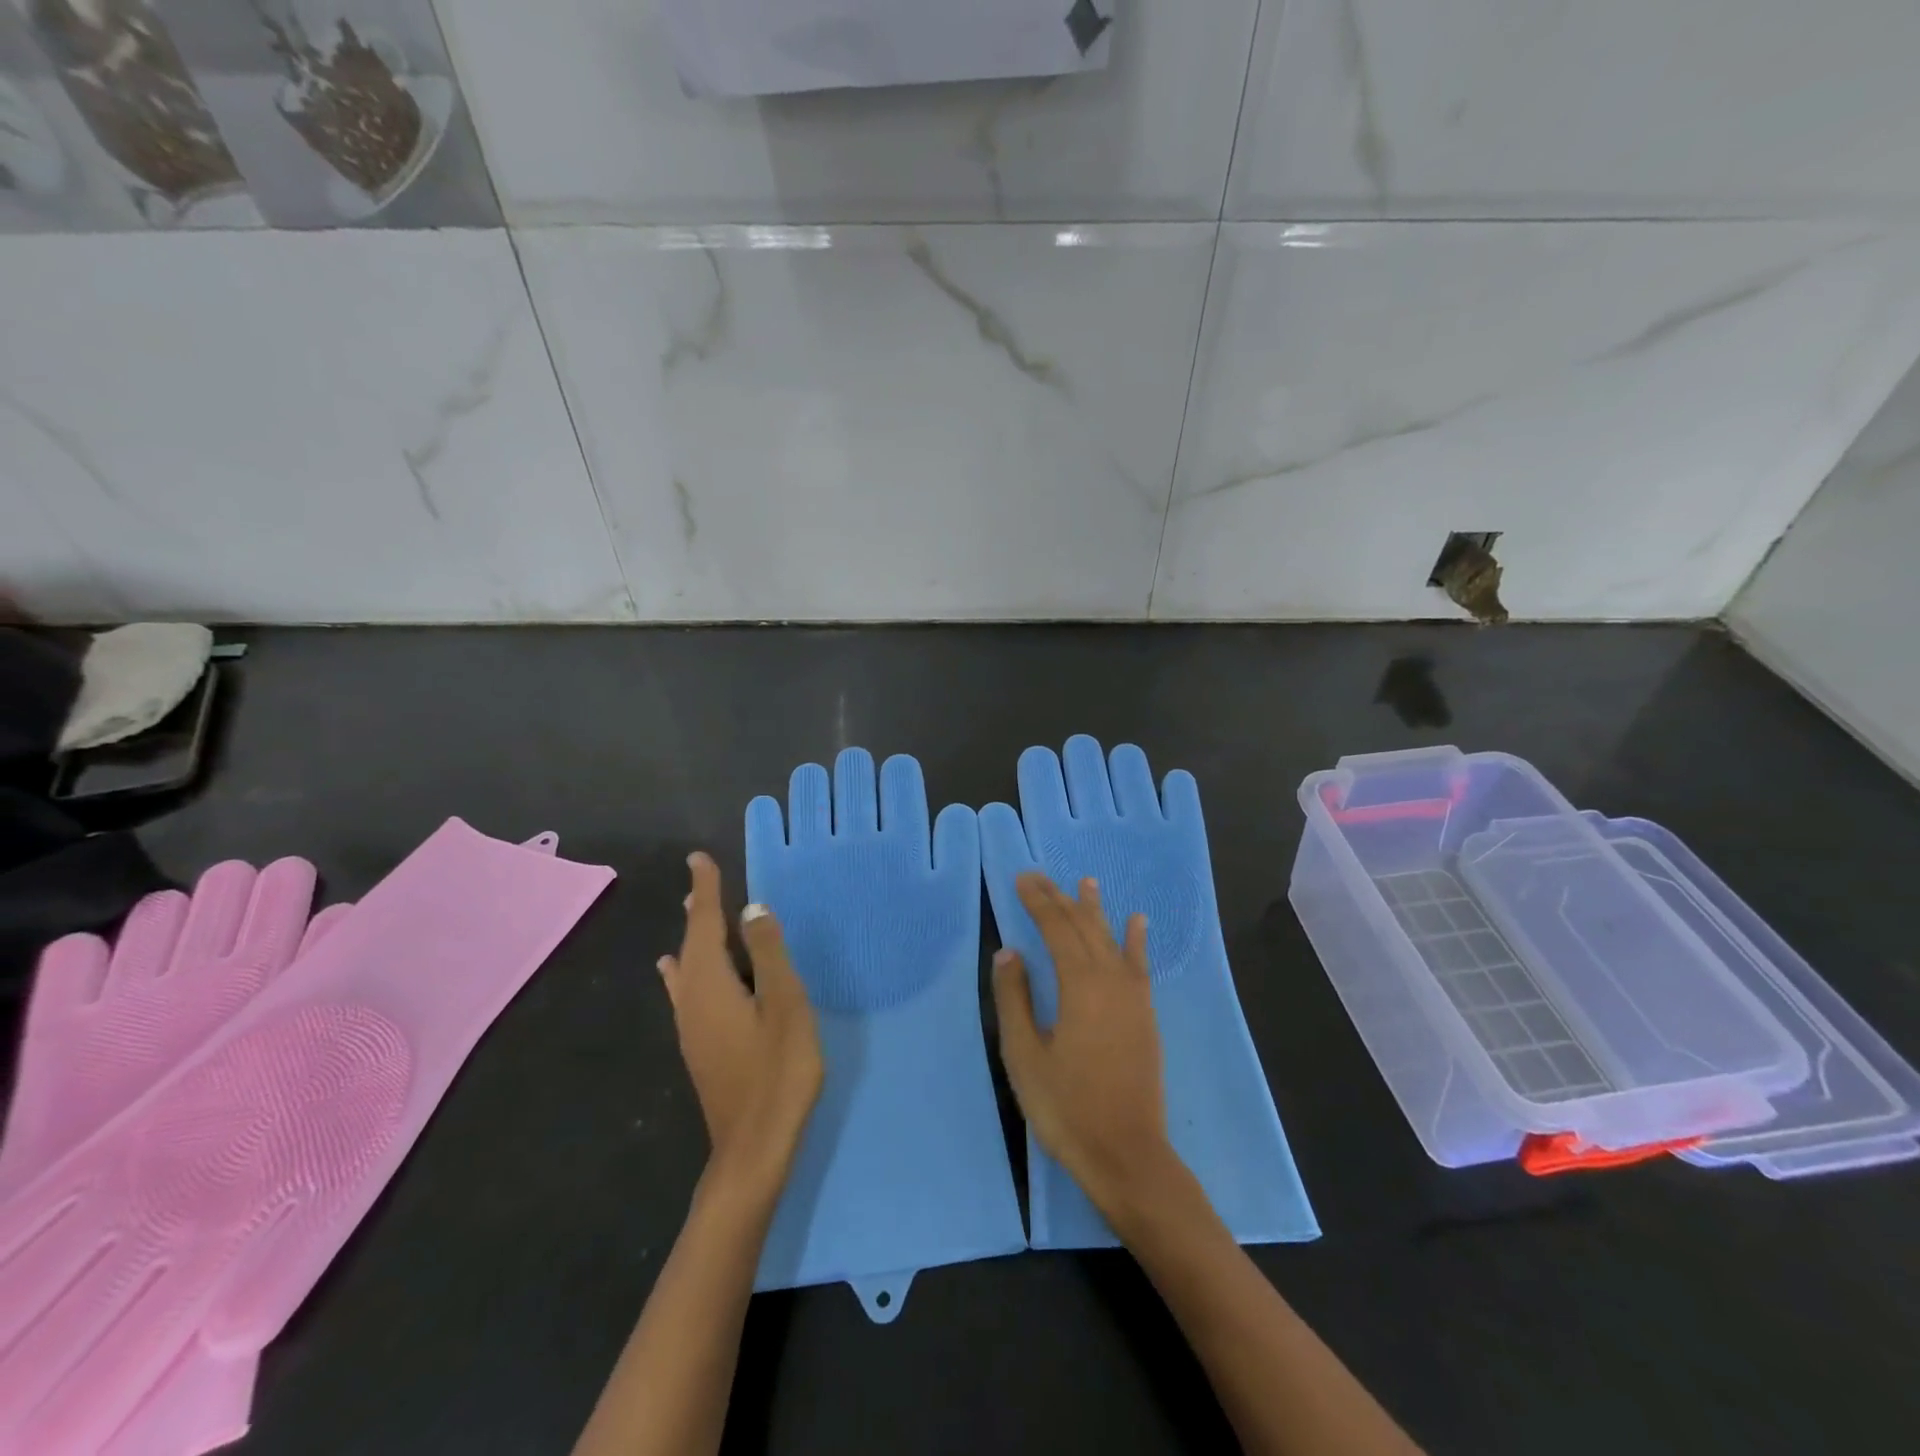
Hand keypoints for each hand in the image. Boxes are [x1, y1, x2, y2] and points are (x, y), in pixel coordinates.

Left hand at [659, 853, 823, 1205]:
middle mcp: (692, 1000)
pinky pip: (688, 990)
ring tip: (695, 915)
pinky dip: (689, 969)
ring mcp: (692, 1028)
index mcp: (711, 984)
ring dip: (694, 938)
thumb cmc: (777, 1070)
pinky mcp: (700, 1047)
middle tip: (701, 881)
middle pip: (692, 944)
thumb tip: (752, 909)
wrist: (753, 1148)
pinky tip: (679, 976)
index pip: (706, 924)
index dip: (707, 890)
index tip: (699, 859)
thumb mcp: (784, 1004)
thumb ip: (769, 955)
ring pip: (688, 969)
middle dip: (699, 911)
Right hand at [991, 871, 1182, 1225]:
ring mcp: (1133, 997)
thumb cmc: (1066, 1107)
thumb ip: (1015, 999)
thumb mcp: (1025, 1055)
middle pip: (1084, 928)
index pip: (1056, 929)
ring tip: (1087, 883)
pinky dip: (1136, 940)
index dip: (1038, 901)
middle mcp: (1110, 980)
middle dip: (1060, 899)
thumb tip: (1009, 952)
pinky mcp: (1145, 1015)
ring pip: (1112, 940)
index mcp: (1079, 986)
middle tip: (1040, 876)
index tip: (1022, 879)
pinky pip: (1139, 964)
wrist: (1127, 1155)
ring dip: (1096, 911)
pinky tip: (1137, 923)